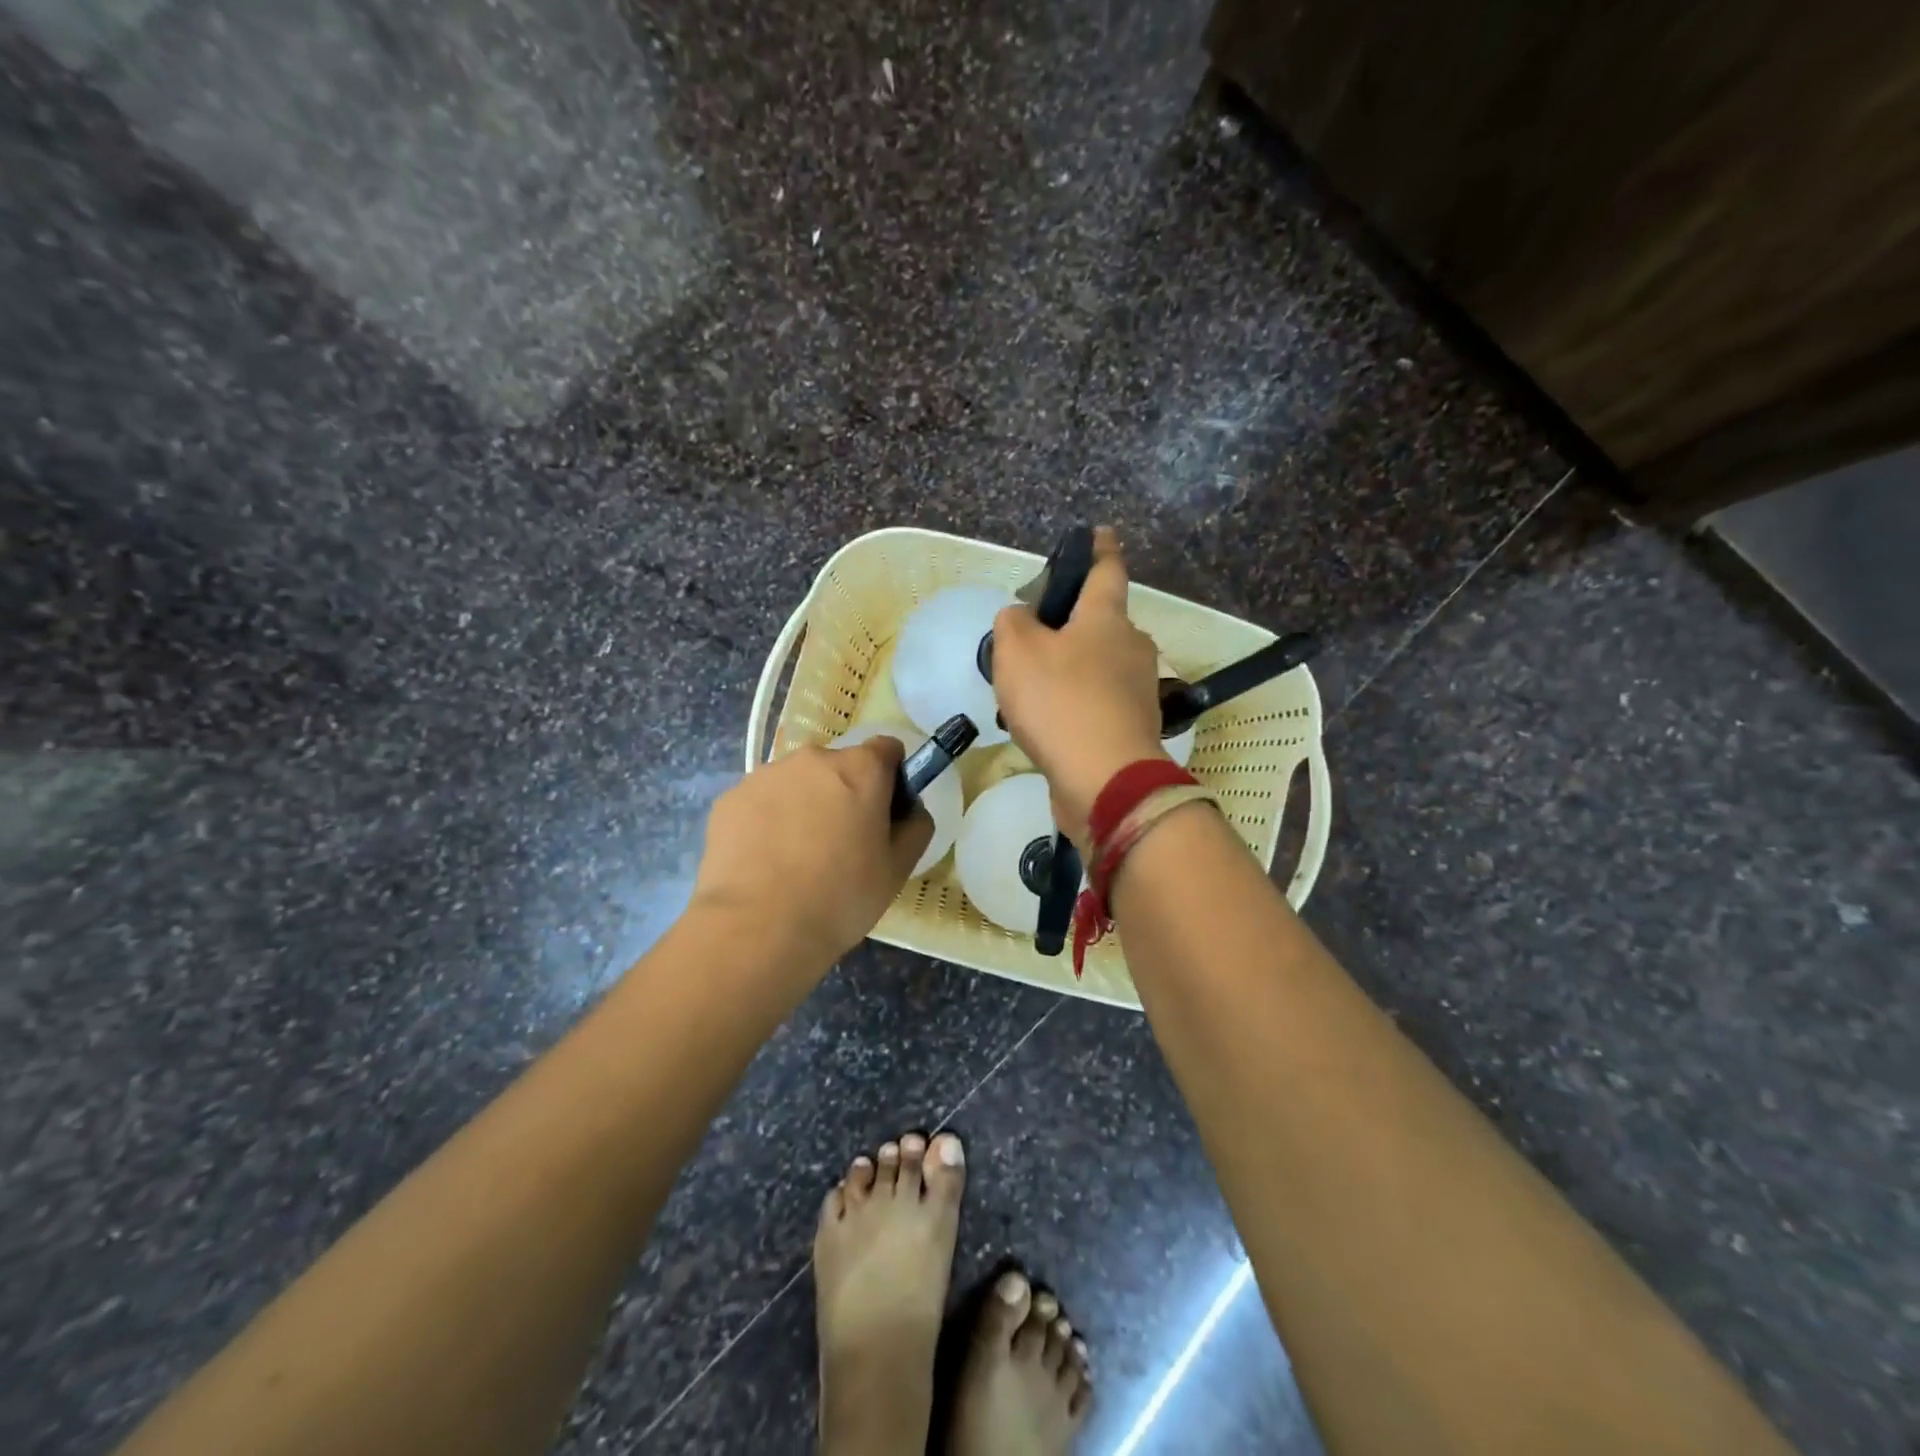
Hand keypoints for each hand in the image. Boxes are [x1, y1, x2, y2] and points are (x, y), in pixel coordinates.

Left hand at [691, 737, 932, 971]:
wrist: (758, 928)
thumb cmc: (841, 897)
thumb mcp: (898, 869)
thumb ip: (916, 826)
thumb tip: (910, 809)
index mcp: (860, 768)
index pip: (886, 749)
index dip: (891, 778)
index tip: (884, 814)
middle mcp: (812, 759)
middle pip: (838, 766)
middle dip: (843, 793)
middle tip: (840, 844)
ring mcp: (765, 776)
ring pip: (796, 783)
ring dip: (803, 805)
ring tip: (796, 858)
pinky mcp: (730, 799)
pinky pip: (760, 802)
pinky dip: (767, 821)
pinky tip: (765, 862)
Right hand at [991, 527, 1169, 844]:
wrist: (1104, 780)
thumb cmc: (1061, 702)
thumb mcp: (1017, 651)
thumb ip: (1013, 623)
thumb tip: (1023, 619)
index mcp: (1107, 618)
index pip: (1106, 570)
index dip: (1099, 549)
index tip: (1099, 533)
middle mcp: (1131, 647)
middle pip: (1099, 624)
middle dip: (1070, 626)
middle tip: (1030, 641)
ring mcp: (1136, 690)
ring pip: (1095, 667)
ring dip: (1066, 672)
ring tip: (1026, 692)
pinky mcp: (1131, 728)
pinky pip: (1095, 704)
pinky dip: (1072, 706)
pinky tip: (1044, 725)